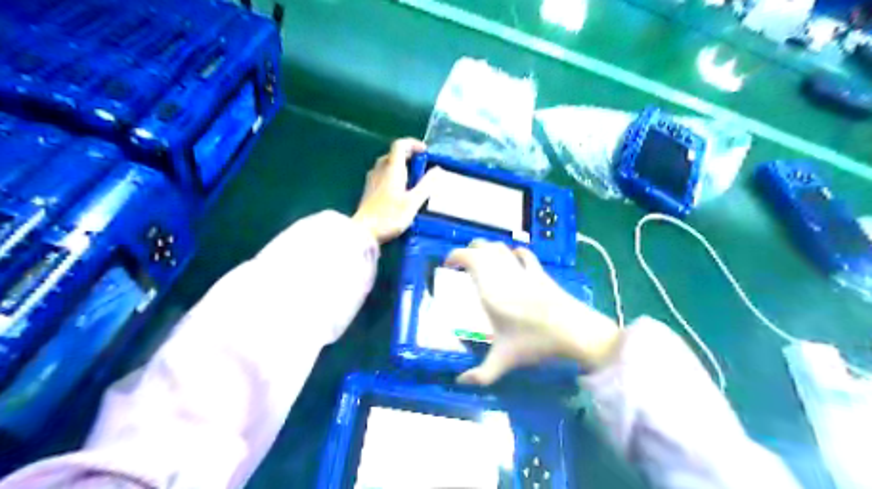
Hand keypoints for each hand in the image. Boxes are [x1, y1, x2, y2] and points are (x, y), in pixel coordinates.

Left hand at [350, 137, 440, 243]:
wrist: (363, 232)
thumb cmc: (390, 217)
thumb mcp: (413, 202)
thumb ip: (426, 185)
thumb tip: (437, 169)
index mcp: (392, 169)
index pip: (400, 145)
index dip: (413, 144)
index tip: (425, 152)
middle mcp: (380, 170)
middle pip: (393, 154)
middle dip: (408, 156)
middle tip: (422, 167)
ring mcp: (372, 180)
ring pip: (387, 165)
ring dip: (400, 166)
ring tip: (413, 179)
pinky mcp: (368, 190)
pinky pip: (382, 175)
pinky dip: (393, 176)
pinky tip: (399, 191)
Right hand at [446, 241, 622, 384]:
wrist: (576, 332)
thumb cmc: (536, 343)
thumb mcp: (505, 360)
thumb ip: (481, 374)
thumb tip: (460, 383)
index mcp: (491, 292)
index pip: (469, 259)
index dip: (455, 256)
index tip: (447, 264)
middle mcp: (504, 276)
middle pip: (483, 248)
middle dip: (470, 250)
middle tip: (462, 263)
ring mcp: (524, 272)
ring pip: (501, 248)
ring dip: (489, 249)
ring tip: (482, 259)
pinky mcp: (540, 273)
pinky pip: (524, 255)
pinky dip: (514, 252)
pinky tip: (513, 257)